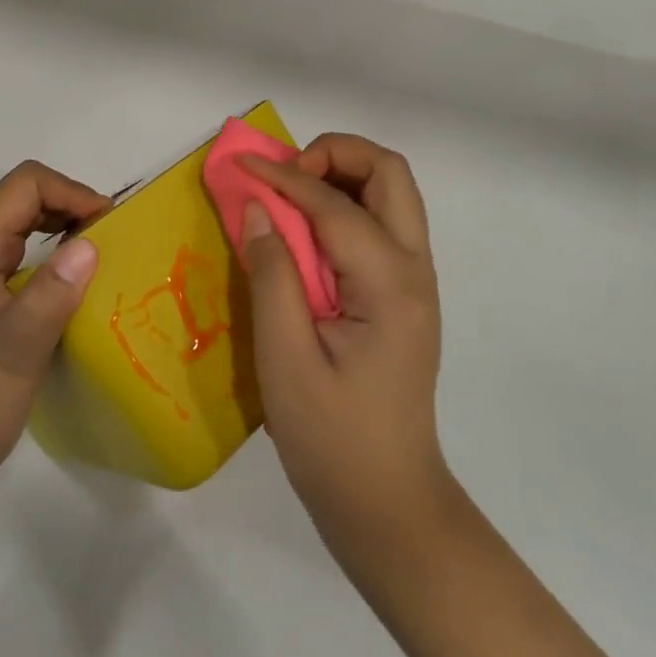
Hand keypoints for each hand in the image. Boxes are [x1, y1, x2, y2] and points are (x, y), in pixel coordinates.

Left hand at [0, 161, 109, 502]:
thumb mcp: (20, 344)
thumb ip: (54, 289)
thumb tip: (90, 243)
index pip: (24, 184)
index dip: (70, 191)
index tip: (106, 224)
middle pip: (22, 196)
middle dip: (69, 203)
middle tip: (109, 235)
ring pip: (20, 222)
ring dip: (61, 225)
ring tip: (98, 252)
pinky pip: (18, 251)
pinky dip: (50, 250)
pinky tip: (71, 280)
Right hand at [239, 134, 454, 559]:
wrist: (388, 502)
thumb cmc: (332, 439)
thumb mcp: (285, 359)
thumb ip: (272, 274)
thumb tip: (257, 207)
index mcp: (388, 284)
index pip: (335, 204)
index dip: (283, 176)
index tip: (240, 165)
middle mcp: (415, 269)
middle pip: (389, 173)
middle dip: (335, 154)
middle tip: (284, 176)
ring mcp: (416, 280)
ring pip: (392, 192)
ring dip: (343, 175)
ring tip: (291, 196)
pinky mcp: (404, 294)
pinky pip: (383, 223)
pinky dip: (347, 204)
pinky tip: (308, 231)